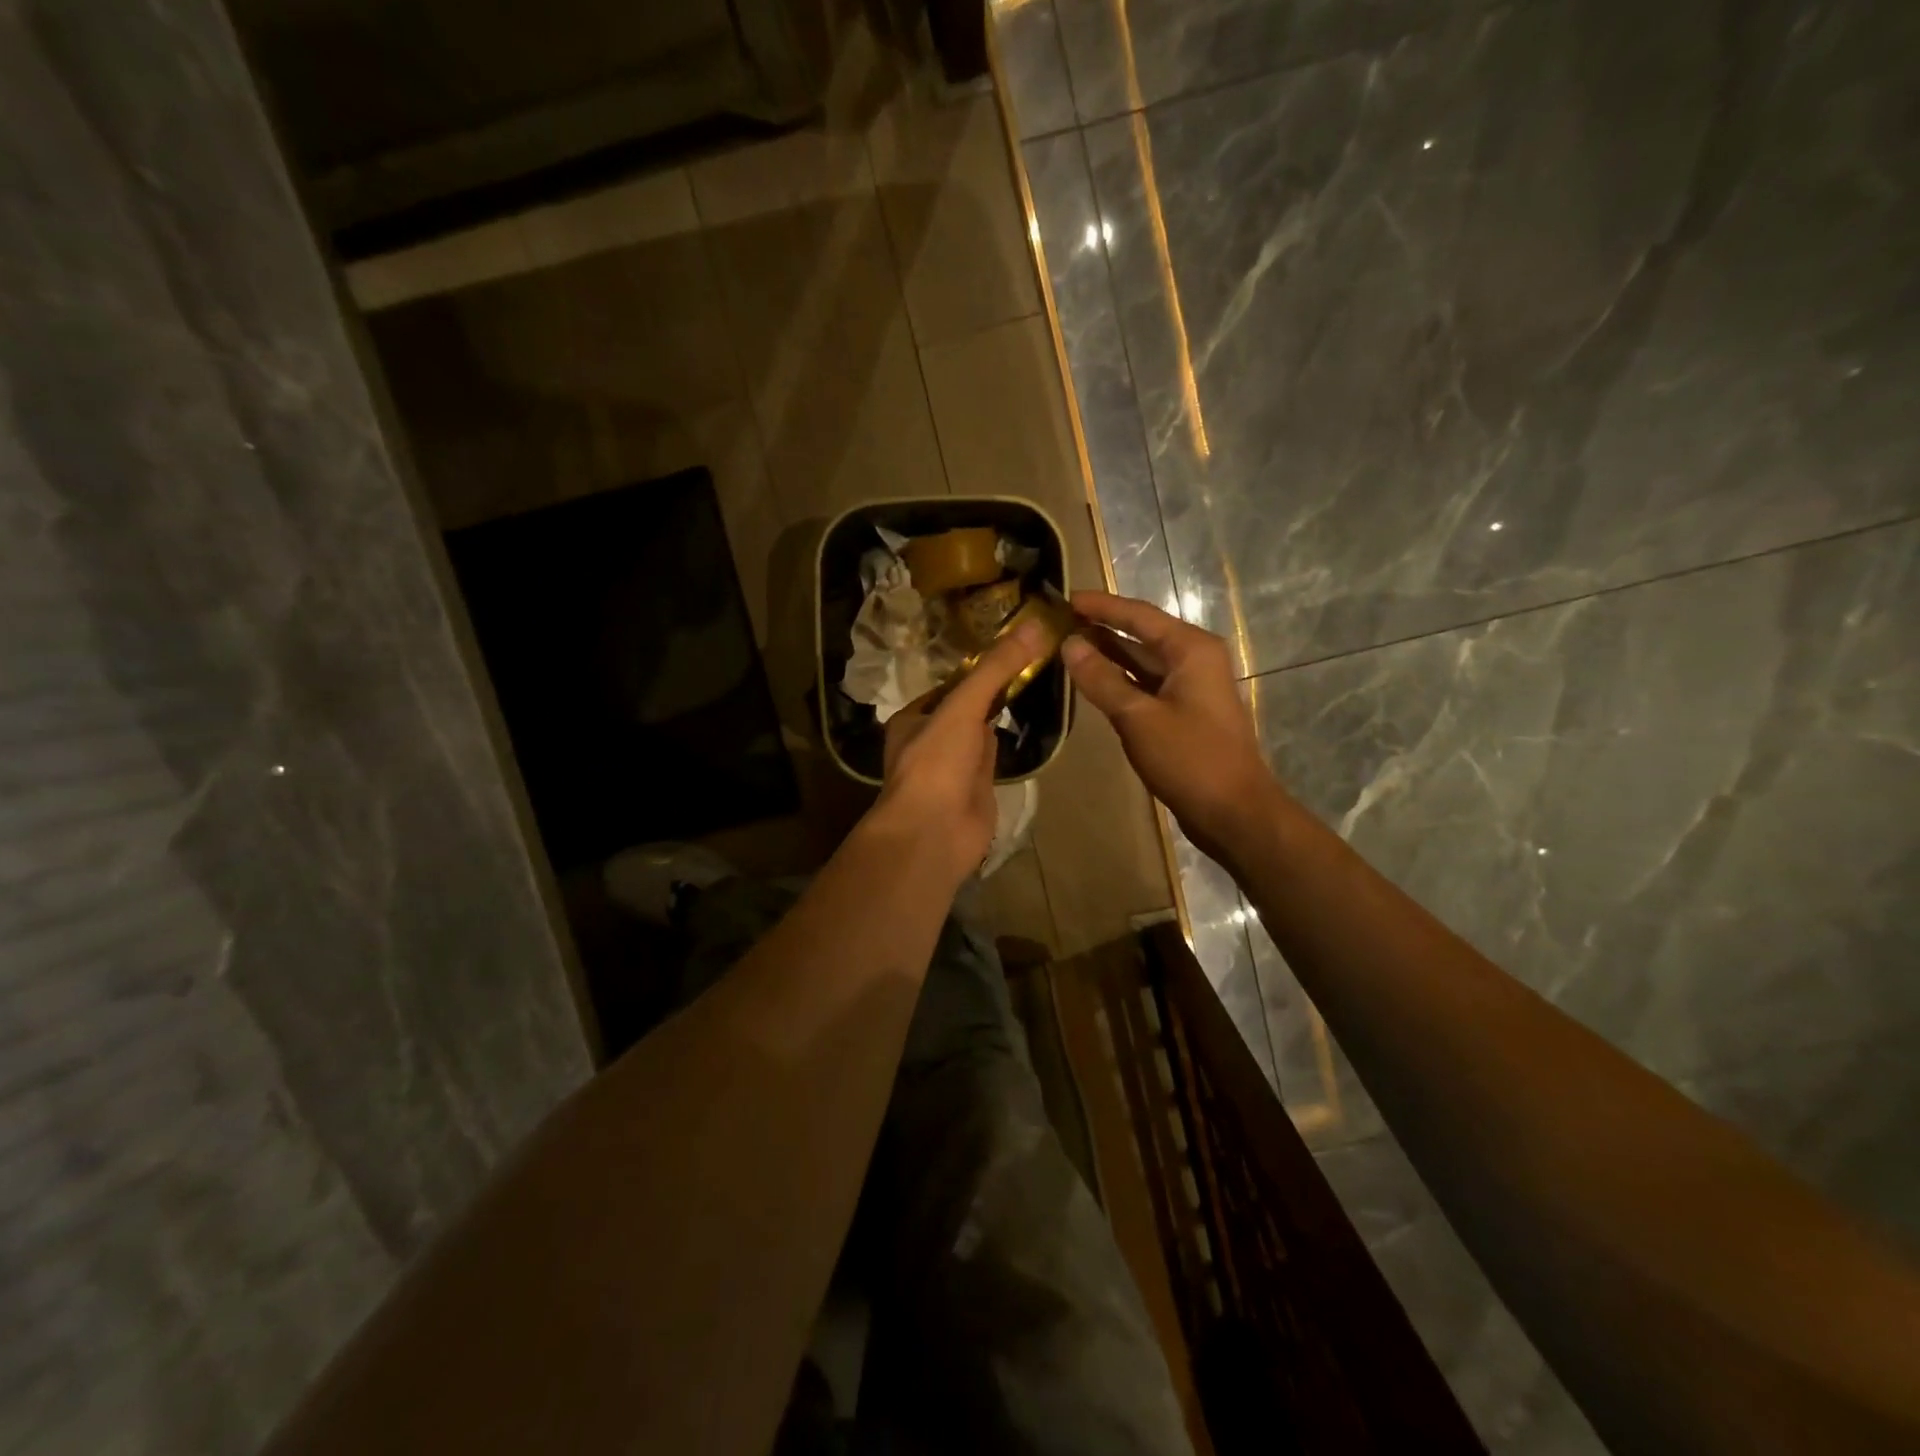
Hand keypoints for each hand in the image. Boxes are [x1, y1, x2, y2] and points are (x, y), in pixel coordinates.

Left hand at [871, 620, 1045, 886]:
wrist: (934, 834)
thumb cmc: (936, 764)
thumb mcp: (962, 708)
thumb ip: (995, 669)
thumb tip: (1034, 625)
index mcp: (914, 719)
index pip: (951, 684)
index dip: (979, 666)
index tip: (1013, 644)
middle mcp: (931, 740)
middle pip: (967, 706)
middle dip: (994, 688)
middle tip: (1033, 659)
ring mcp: (955, 767)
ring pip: (982, 731)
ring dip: (1003, 713)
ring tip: (1037, 681)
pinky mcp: (977, 789)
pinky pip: (996, 757)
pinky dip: (1010, 742)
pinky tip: (1031, 724)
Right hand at [1061, 591, 1281, 860]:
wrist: (1233, 812)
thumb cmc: (1190, 759)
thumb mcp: (1138, 717)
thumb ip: (1101, 679)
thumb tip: (1069, 644)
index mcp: (1191, 649)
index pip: (1139, 615)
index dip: (1101, 606)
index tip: (1065, 598)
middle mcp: (1193, 660)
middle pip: (1141, 635)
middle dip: (1101, 629)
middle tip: (1058, 623)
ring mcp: (1189, 688)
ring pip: (1141, 663)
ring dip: (1107, 656)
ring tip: (1066, 647)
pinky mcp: (1182, 714)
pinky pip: (1145, 686)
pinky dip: (1118, 682)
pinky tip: (1090, 683)